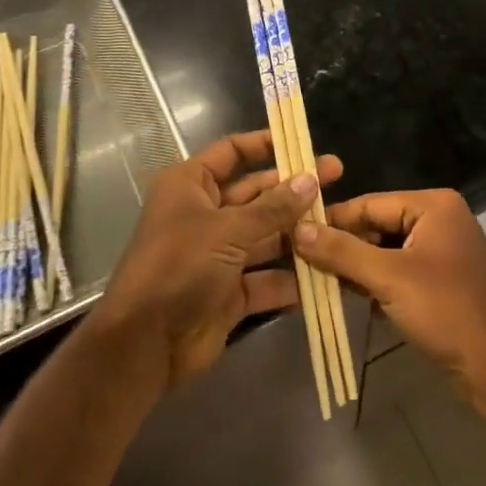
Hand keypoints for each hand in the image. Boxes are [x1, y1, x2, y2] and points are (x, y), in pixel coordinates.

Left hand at [90, 130, 342, 391]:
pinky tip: (327, 272)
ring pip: (265, 236)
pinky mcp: (229, 292)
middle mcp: (204, 214)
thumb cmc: (179, 266)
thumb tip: (311, 180)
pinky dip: (291, 278)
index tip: (303, 142)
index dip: (266, 144)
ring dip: (298, 233)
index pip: (232, 152)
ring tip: (340, 224)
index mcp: (191, 185)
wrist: (145, 343)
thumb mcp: (227, 230)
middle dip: (293, 190)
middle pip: (255, 194)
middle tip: (337, 178)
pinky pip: (266, 278)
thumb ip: (273, 207)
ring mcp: (218, 254)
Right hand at [295, 190, 485, 437]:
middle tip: (304, 264)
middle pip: (377, 225)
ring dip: (359, 268)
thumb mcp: (389, 279)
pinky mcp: (444, 280)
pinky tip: (358, 301)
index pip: (369, 203)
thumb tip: (297, 229)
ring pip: (386, 250)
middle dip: (345, 247)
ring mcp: (444, 250)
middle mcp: (440, 218)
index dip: (331, 220)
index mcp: (433, 205)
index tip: (293, 234)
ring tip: (322, 283)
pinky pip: (401, 271)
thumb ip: (342, 251)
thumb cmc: (447, 313)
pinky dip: (379, 283)